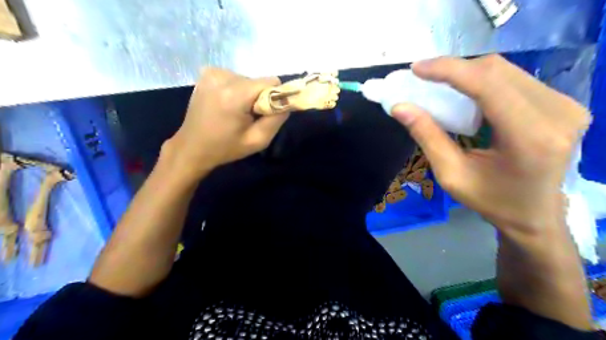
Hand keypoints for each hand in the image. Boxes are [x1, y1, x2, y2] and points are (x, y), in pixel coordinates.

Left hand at [164, 68, 289, 179]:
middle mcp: (222, 76)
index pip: (271, 82)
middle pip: (258, 81)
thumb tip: (288, 101)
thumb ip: (277, 119)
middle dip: (259, 98)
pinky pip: (235, 78)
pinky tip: (226, 104)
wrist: (192, 147)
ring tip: (235, 113)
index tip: (264, 114)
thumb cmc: (226, 147)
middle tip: (248, 117)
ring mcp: (212, 72)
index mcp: (235, 94)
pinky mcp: (207, 73)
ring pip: (247, 79)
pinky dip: (236, 90)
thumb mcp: (258, 140)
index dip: (274, 98)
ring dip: (247, 95)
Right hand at [390, 55, 589, 236]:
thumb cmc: (491, 201)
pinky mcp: (563, 103)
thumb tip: (400, 107)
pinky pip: (514, 79)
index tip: (417, 68)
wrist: (535, 214)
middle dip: (454, 71)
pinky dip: (483, 82)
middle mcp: (558, 113)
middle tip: (424, 80)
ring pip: (505, 71)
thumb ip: (427, 137)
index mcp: (530, 137)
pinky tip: (467, 94)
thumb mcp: (451, 174)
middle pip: (496, 71)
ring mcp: (566, 105)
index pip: (488, 85)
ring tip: (441, 88)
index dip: (449, 70)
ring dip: (467, 75)